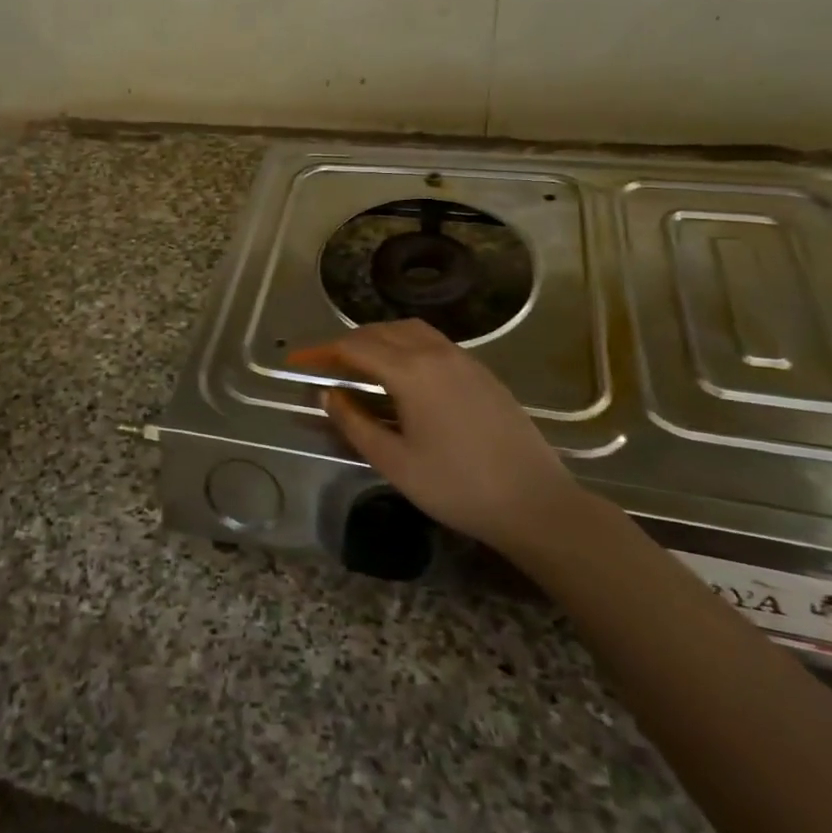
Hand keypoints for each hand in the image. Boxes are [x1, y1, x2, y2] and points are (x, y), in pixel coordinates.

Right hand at [289, 319, 583, 559]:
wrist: (534, 502)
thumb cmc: (457, 487)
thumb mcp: (394, 462)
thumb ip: (354, 423)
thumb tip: (328, 394)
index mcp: (411, 372)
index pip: (354, 347)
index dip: (321, 351)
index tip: (297, 360)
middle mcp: (436, 353)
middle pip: (381, 331)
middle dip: (348, 342)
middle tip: (325, 364)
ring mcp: (464, 359)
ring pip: (410, 330)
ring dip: (378, 338)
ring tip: (360, 363)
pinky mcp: (482, 372)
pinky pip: (433, 342)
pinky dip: (405, 344)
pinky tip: (403, 373)